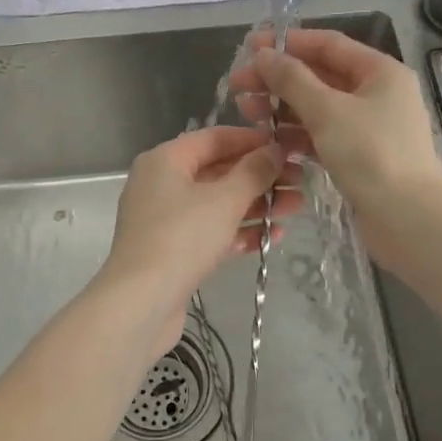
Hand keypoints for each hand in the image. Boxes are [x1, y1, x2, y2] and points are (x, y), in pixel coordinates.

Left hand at [102, 126, 301, 353]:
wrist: (142, 302)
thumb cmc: (182, 238)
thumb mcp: (225, 200)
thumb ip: (254, 171)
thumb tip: (275, 149)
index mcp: (165, 160)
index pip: (215, 138)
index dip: (253, 140)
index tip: (289, 147)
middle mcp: (161, 184)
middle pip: (218, 171)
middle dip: (260, 177)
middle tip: (300, 182)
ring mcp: (165, 219)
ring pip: (217, 203)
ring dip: (256, 204)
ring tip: (295, 209)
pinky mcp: (172, 250)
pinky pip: (210, 231)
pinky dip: (239, 231)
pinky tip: (271, 238)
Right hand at [231, 29, 441, 270]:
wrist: (407, 219)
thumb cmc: (370, 154)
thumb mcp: (327, 111)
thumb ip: (292, 79)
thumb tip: (264, 54)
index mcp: (380, 72)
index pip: (328, 45)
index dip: (288, 43)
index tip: (250, 47)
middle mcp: (378, 94)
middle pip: (320, 77)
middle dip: (278, 79)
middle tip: (239, 85)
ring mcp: (369, 127)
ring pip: (319, 108)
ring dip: (283, 107)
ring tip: (247, 112)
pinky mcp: (360, 157)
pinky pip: (323, 135)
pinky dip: (297, 135)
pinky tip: (269, 140)